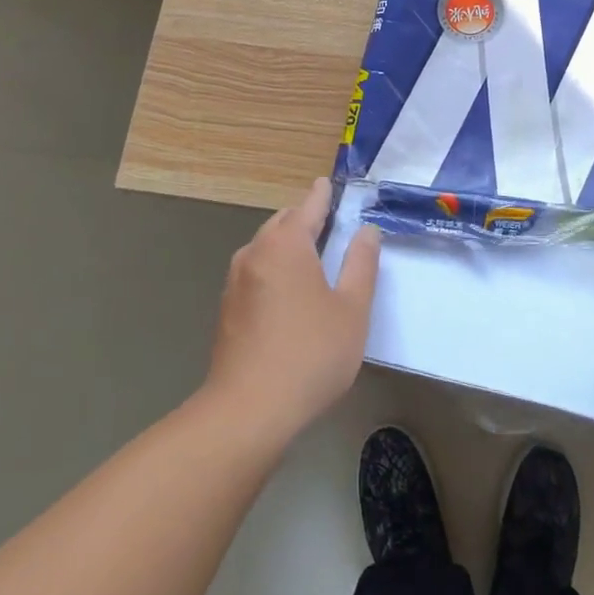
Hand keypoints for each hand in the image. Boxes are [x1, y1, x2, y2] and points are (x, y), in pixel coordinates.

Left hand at [205, 178, 380, 444]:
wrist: (248, 411)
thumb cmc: (310, 354)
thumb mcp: (352, 309)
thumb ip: (361, 264)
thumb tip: (366, 231)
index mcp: (286, 244)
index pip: (307, 206)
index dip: (322, 194)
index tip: (329, 183)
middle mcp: (255, 253)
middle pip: (282, 223)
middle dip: (305, 219)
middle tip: (331, 226)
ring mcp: (235, 282)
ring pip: (265, 248)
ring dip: (288, 246)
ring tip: (313, 260)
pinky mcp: (227, 309)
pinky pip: (255, 272)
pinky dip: (274, 269)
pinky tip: (289, 294)